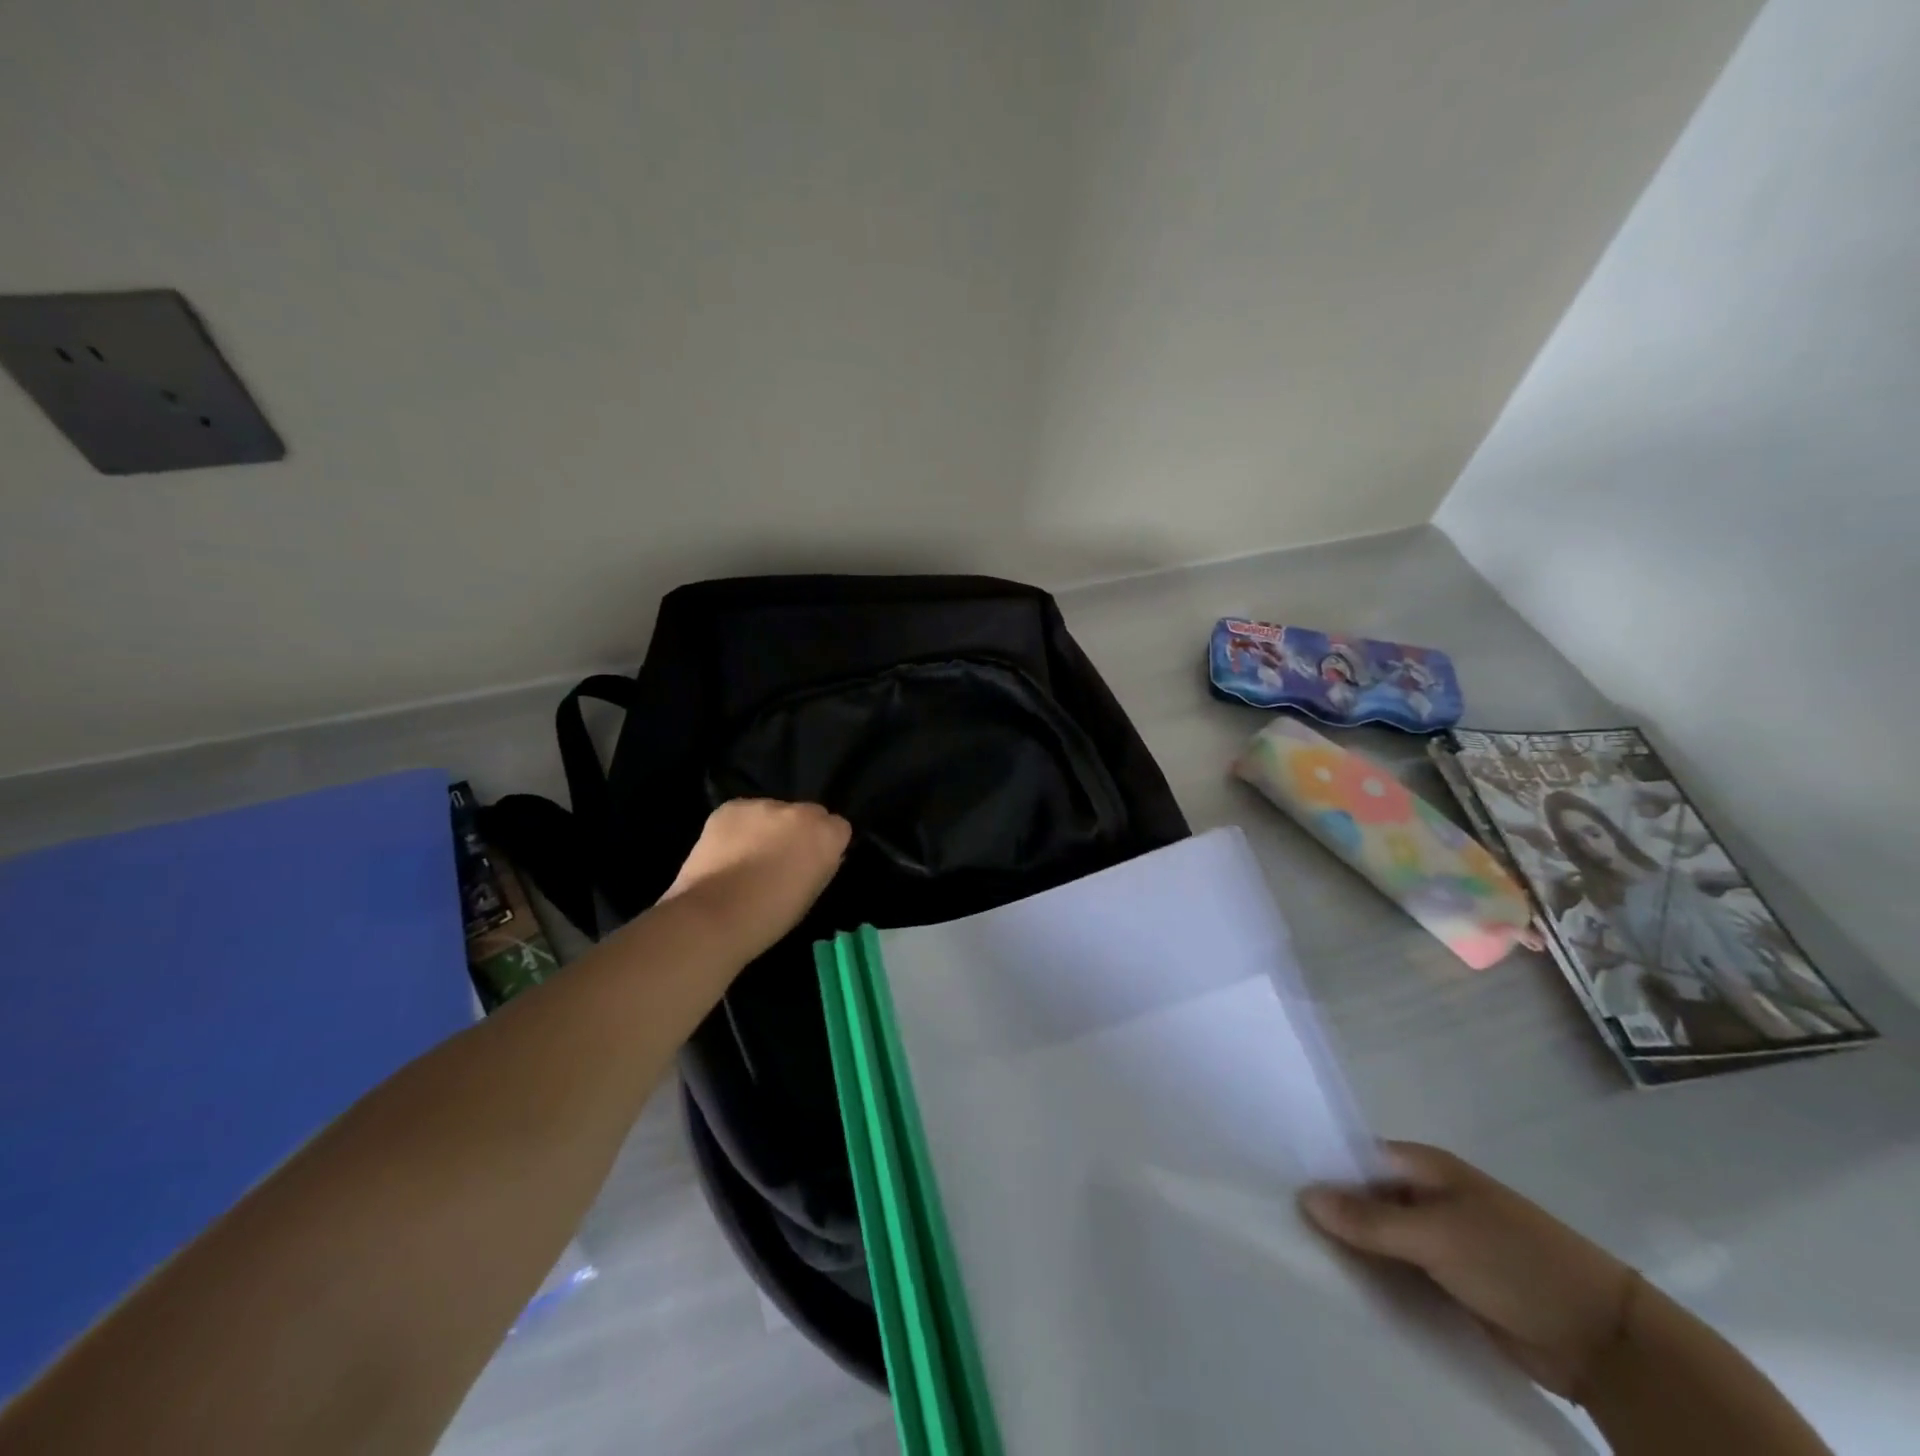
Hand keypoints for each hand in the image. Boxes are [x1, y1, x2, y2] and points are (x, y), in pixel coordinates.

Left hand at [663, 800, 851, 955]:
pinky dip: (738, 829)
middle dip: (798, 831)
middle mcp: (801, 811)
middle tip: (779, 859)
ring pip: (772, 812)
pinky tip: (725, 852)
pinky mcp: (731, 807)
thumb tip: (815, 857)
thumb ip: (820, 866)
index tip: (811, 863)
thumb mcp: (811, 895)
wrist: (714, 916)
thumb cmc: (770, 917)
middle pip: (807, 814)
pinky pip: (743, 813)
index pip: (838, 827)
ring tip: (746, 858)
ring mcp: (764, 805)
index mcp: (827, 835)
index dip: (824, 845)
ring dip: (766, 828)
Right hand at [1299, 1142, 1631, 1398]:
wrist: (1604, 1340)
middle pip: (1364, 1197)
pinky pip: (1399, 1272)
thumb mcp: (1437, 1235)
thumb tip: (1304, 1194)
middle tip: (1277, 1225)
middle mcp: (1427, 1195)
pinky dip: (1375, 1278)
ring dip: (1351, 1249)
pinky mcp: (1449, 1281)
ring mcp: (1440, 1239)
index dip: (1319, 1166)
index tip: (1274, 1182)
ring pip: (1379, 1237)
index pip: (1355, 1156)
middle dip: (1330, 1211)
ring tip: (1297, 1258)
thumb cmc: (1515, 1261)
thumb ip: (1370, 1218)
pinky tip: (1341, 1289)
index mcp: (1424, 1166)